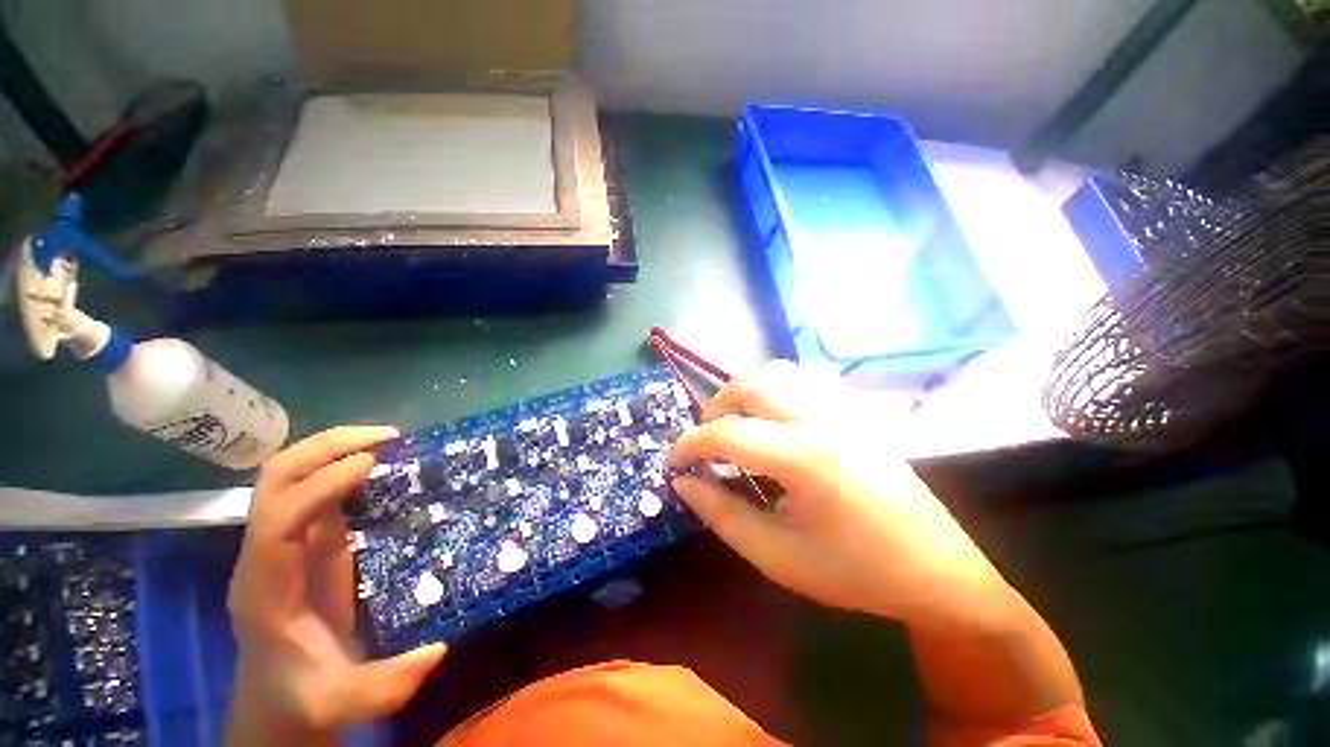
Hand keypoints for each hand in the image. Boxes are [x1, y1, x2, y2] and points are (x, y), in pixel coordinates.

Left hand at [226, 427, 445, 737]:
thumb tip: (437, 649)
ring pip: (289, 475)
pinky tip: (379, 462)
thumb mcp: (340, 702)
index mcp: (265, 588)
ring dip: (333, 447)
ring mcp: (282, 541)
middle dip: (325, 448)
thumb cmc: (305, 692)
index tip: (371, 463)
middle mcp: (264, 553)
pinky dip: (342, 464)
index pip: (278, 521)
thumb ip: (382, 687)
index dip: (320, 487)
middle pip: (275, 480)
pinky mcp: (304, 538)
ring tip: (386, 440)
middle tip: (386, 437)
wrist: (278, 693)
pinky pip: (314, 488)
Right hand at [666, 361, 1009, 628]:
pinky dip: (771, 393)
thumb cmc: (856, 573)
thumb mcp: (777, 556)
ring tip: (736, 429)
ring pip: (775, 372)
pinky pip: (800, 381)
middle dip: (714, 409)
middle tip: (706, 446)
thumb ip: (721, 514)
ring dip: (743, 394)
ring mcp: (841, 408)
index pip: (726, 432)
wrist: (938, 571)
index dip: (688, 444)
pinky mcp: (852, 411)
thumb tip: (683, 481)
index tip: (671, 463)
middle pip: (749, 383)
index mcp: (804, 457)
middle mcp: (822, 418)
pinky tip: (772, 426)